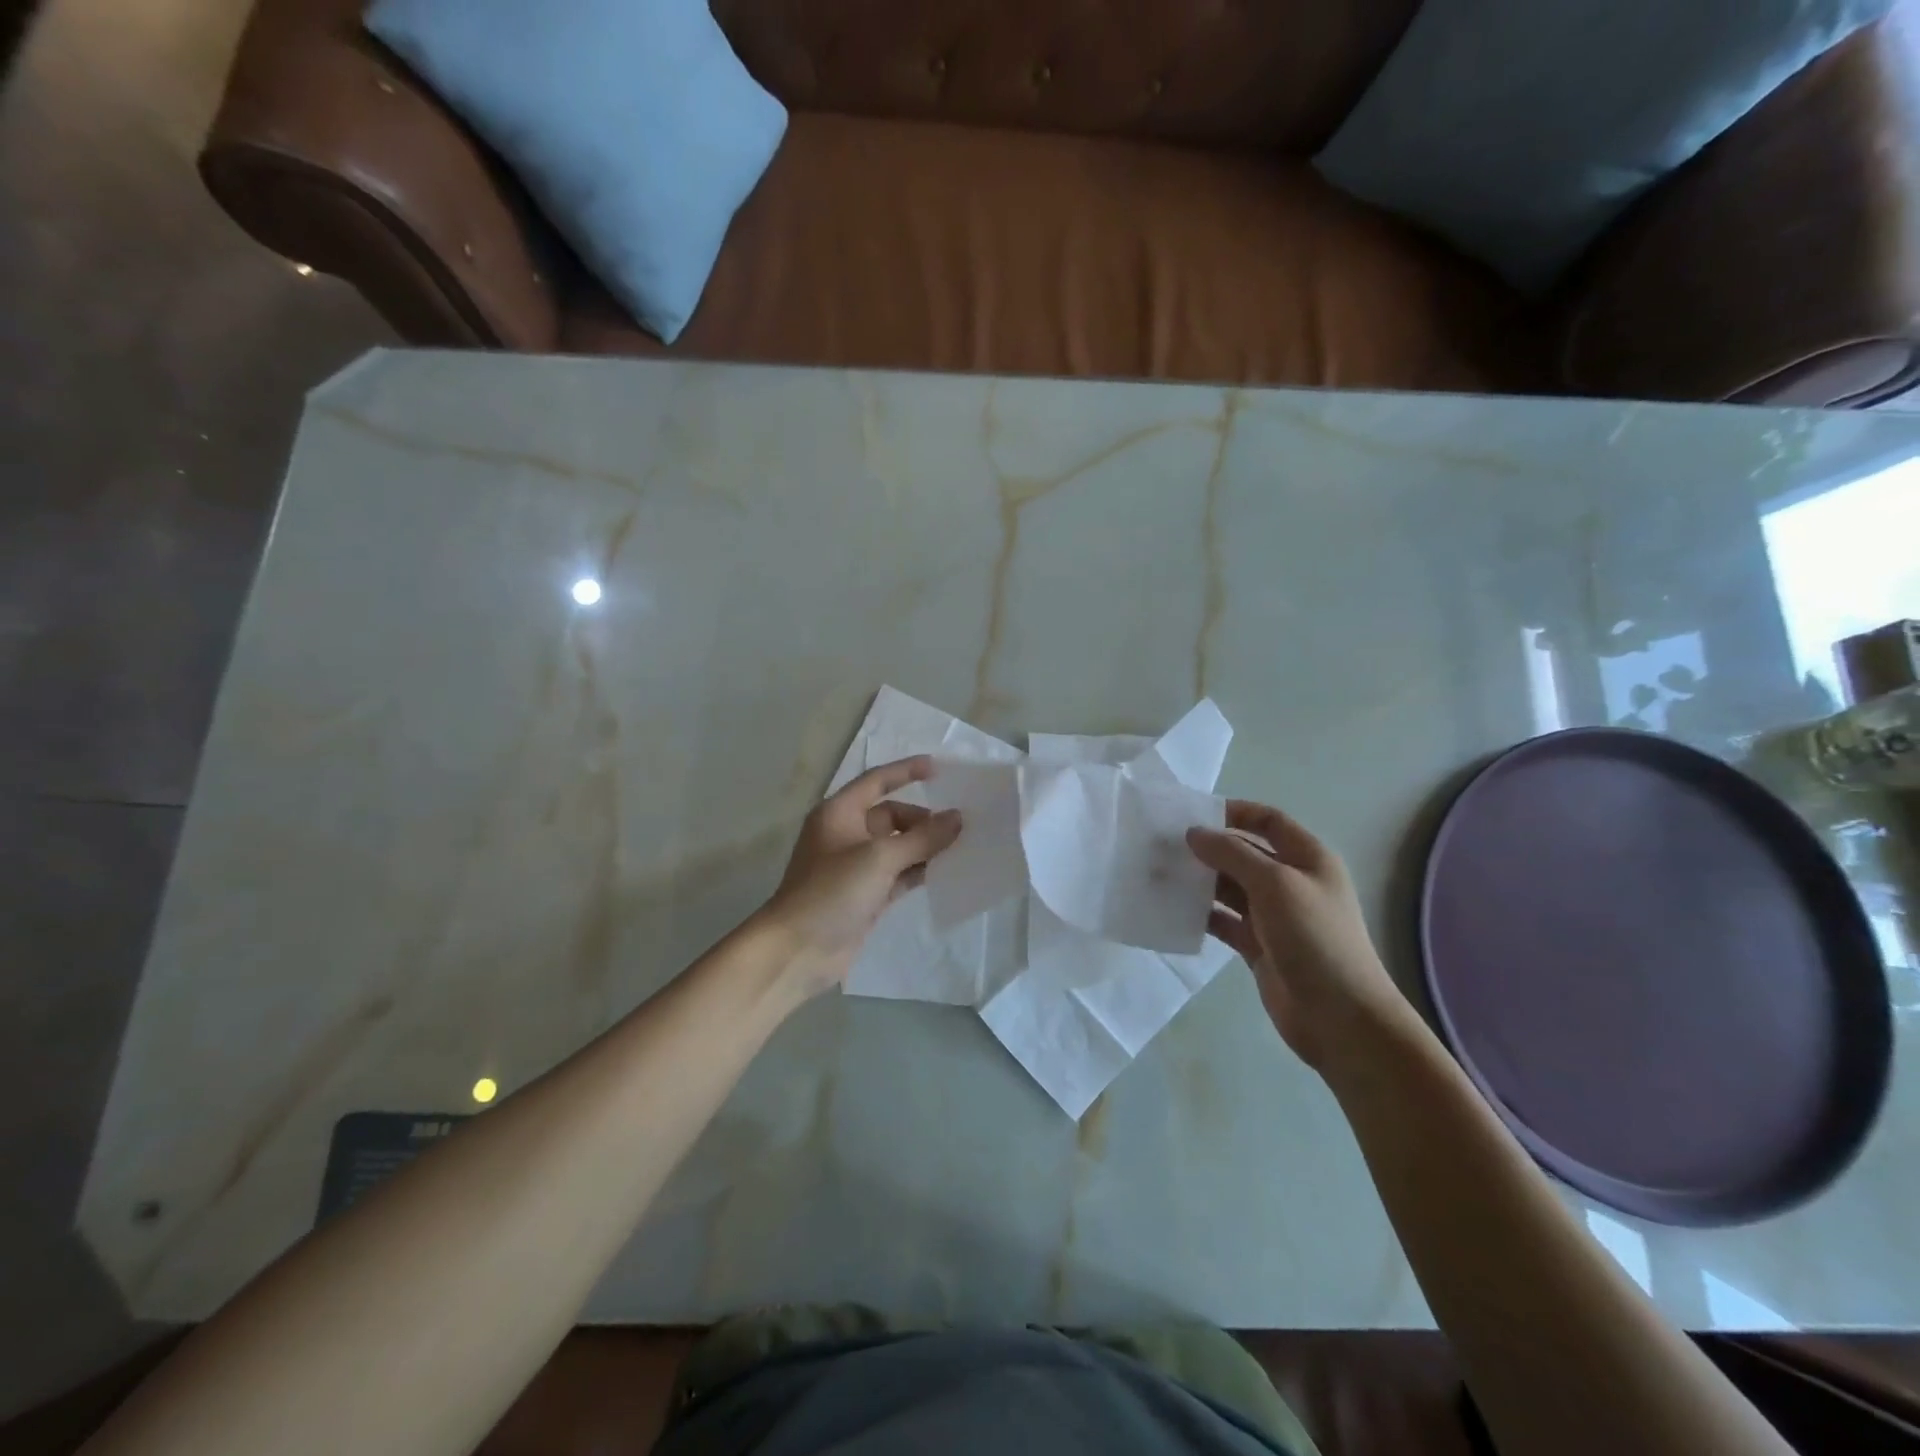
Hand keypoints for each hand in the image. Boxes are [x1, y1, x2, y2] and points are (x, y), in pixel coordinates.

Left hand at [759, 756, 961, 994]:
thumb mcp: (880, 858)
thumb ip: (923, 838)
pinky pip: (898, 873)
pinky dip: (919, 871)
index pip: (877, 781)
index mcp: (840, 813)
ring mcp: (856, 866)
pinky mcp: (865, 894)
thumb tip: (957, 818)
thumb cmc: (832, 891)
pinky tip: (946, 873)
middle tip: (960, 826)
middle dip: (923, 818)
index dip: (906, 771)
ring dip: (925, 846)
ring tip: (962, 847)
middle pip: (892, 815)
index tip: (939, 768)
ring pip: (898, 846)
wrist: (797, 951)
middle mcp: (846, 834)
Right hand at [1187, 801, 1410, 1070]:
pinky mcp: (1258, 946)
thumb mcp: (1275, 885)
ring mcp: (1273, 916)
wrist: (1341, 1018)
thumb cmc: (1315, 939)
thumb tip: (1194, 833)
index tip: (1192, 814)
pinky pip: (1223, 920)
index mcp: (1307, 858)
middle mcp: (1290, 882)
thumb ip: (1232, 854)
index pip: (1268, 820)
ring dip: (1199, 880)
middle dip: (1207, 848)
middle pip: (1243, 853)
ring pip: (1229, 887)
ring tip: (1159, 874)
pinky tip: (1172, 910)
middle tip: (1163, 846)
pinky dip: (1201, 913)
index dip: (1234, 812)